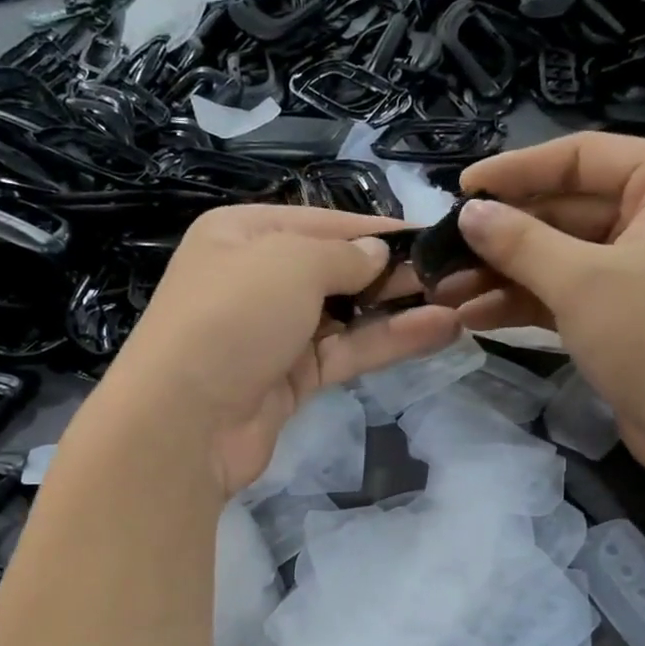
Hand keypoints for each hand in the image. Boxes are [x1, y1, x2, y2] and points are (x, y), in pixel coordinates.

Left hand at [103, 205, 461, 494]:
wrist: (184, 422)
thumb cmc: (233, 319)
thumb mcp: (289, 263)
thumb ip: (342, 255)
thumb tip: (378, 255)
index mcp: (243, 234)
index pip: (322, 223)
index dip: (376, 229)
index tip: (431, 235)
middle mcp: (256, 279)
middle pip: (336, 268)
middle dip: (393, 271)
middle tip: (455, 272)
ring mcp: (274, 333)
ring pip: (347, 314)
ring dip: (400, 309)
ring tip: (460, 300)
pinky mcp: (291, 380)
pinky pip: (346, 352)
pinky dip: (388, 342)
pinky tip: (439, 331)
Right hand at [438, 133, 644, 481]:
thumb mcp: (583, 283)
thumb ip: (520, 242)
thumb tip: (469, 213)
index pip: (581, 157)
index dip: (515, 171)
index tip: (460, 190)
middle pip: (565, 209)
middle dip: (502, 236)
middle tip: (442, 253)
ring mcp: (644, 265)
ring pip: (561, 256)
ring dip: (504, 274)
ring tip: (446, 293)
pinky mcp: (627, 311)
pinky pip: (568, 292)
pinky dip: (526, 302)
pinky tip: (474, 317)